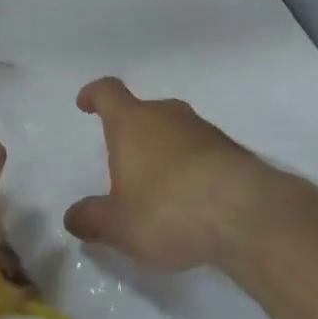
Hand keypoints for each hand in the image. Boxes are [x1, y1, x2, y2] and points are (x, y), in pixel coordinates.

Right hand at [62, 78, 300, 272]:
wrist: (244, 212)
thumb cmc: (167, 210)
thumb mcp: (119, 226)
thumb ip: (92, 219)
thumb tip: (73, 216)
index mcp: (132, 123)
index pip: (108, 93)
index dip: (94, 95)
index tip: (86, 103)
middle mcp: (168, 115)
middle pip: (144, 112)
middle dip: (131, 133)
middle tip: (123, 163)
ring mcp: (204, 129)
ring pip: (175, 130)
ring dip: (163, 151)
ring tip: (157, 188)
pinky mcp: (231, 149)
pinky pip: (200, 151)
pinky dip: (190, 167)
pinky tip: (191, 199)